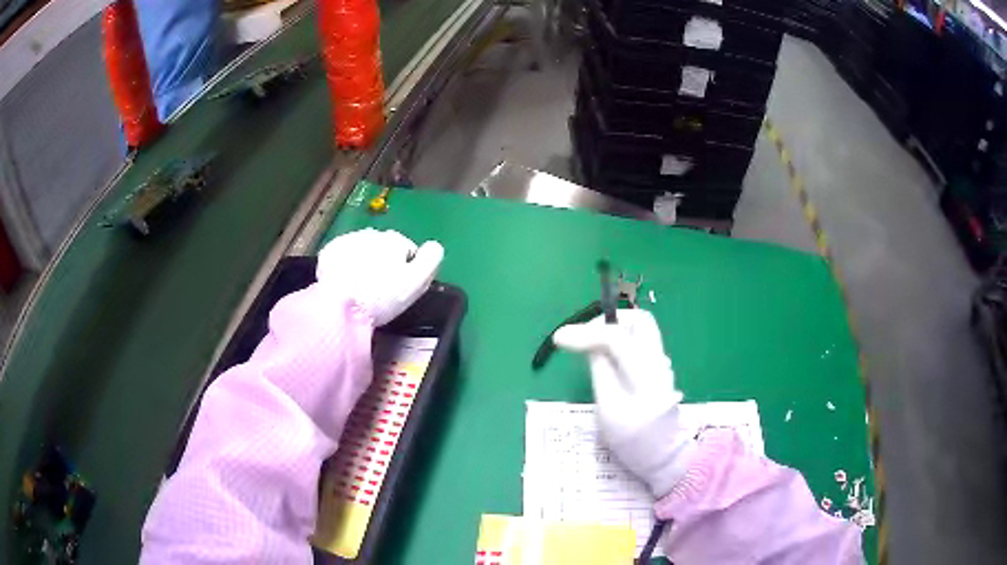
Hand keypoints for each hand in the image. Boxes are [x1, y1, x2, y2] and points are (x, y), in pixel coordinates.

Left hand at [316, 229, 443, 325]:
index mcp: (395, 240)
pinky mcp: (329, 251)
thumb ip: (431, 260)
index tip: (399, 288)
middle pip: (384, 248)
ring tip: (361, 287)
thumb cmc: (381, 296)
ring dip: (364, 261)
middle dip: (383, 263)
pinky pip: (342, 255)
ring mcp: (348, 240)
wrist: (339, 305)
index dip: (406, 270)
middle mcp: (372, 233)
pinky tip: (344, 282)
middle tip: (379, 290)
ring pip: (362, 249)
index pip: (408, 250)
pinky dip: (345, 264)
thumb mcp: (417, 282)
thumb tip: (435, 246)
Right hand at [554, 309, 695, 497]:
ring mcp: (661, 362)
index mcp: (644, 373)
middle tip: (585, 335)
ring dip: (615, 327)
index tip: (560, 338)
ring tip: (591, 344)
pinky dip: (621, 339)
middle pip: (638, 320)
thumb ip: (601, 372)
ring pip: (640, 328)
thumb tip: (590, 346)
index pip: (616, 337)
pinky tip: (607, 356)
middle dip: (609, 319)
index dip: (585, 332)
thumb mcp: (609, 409)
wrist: (663, 454)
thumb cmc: (634, 440)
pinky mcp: (658, 368)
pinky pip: (640, 341)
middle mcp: (657, 360)